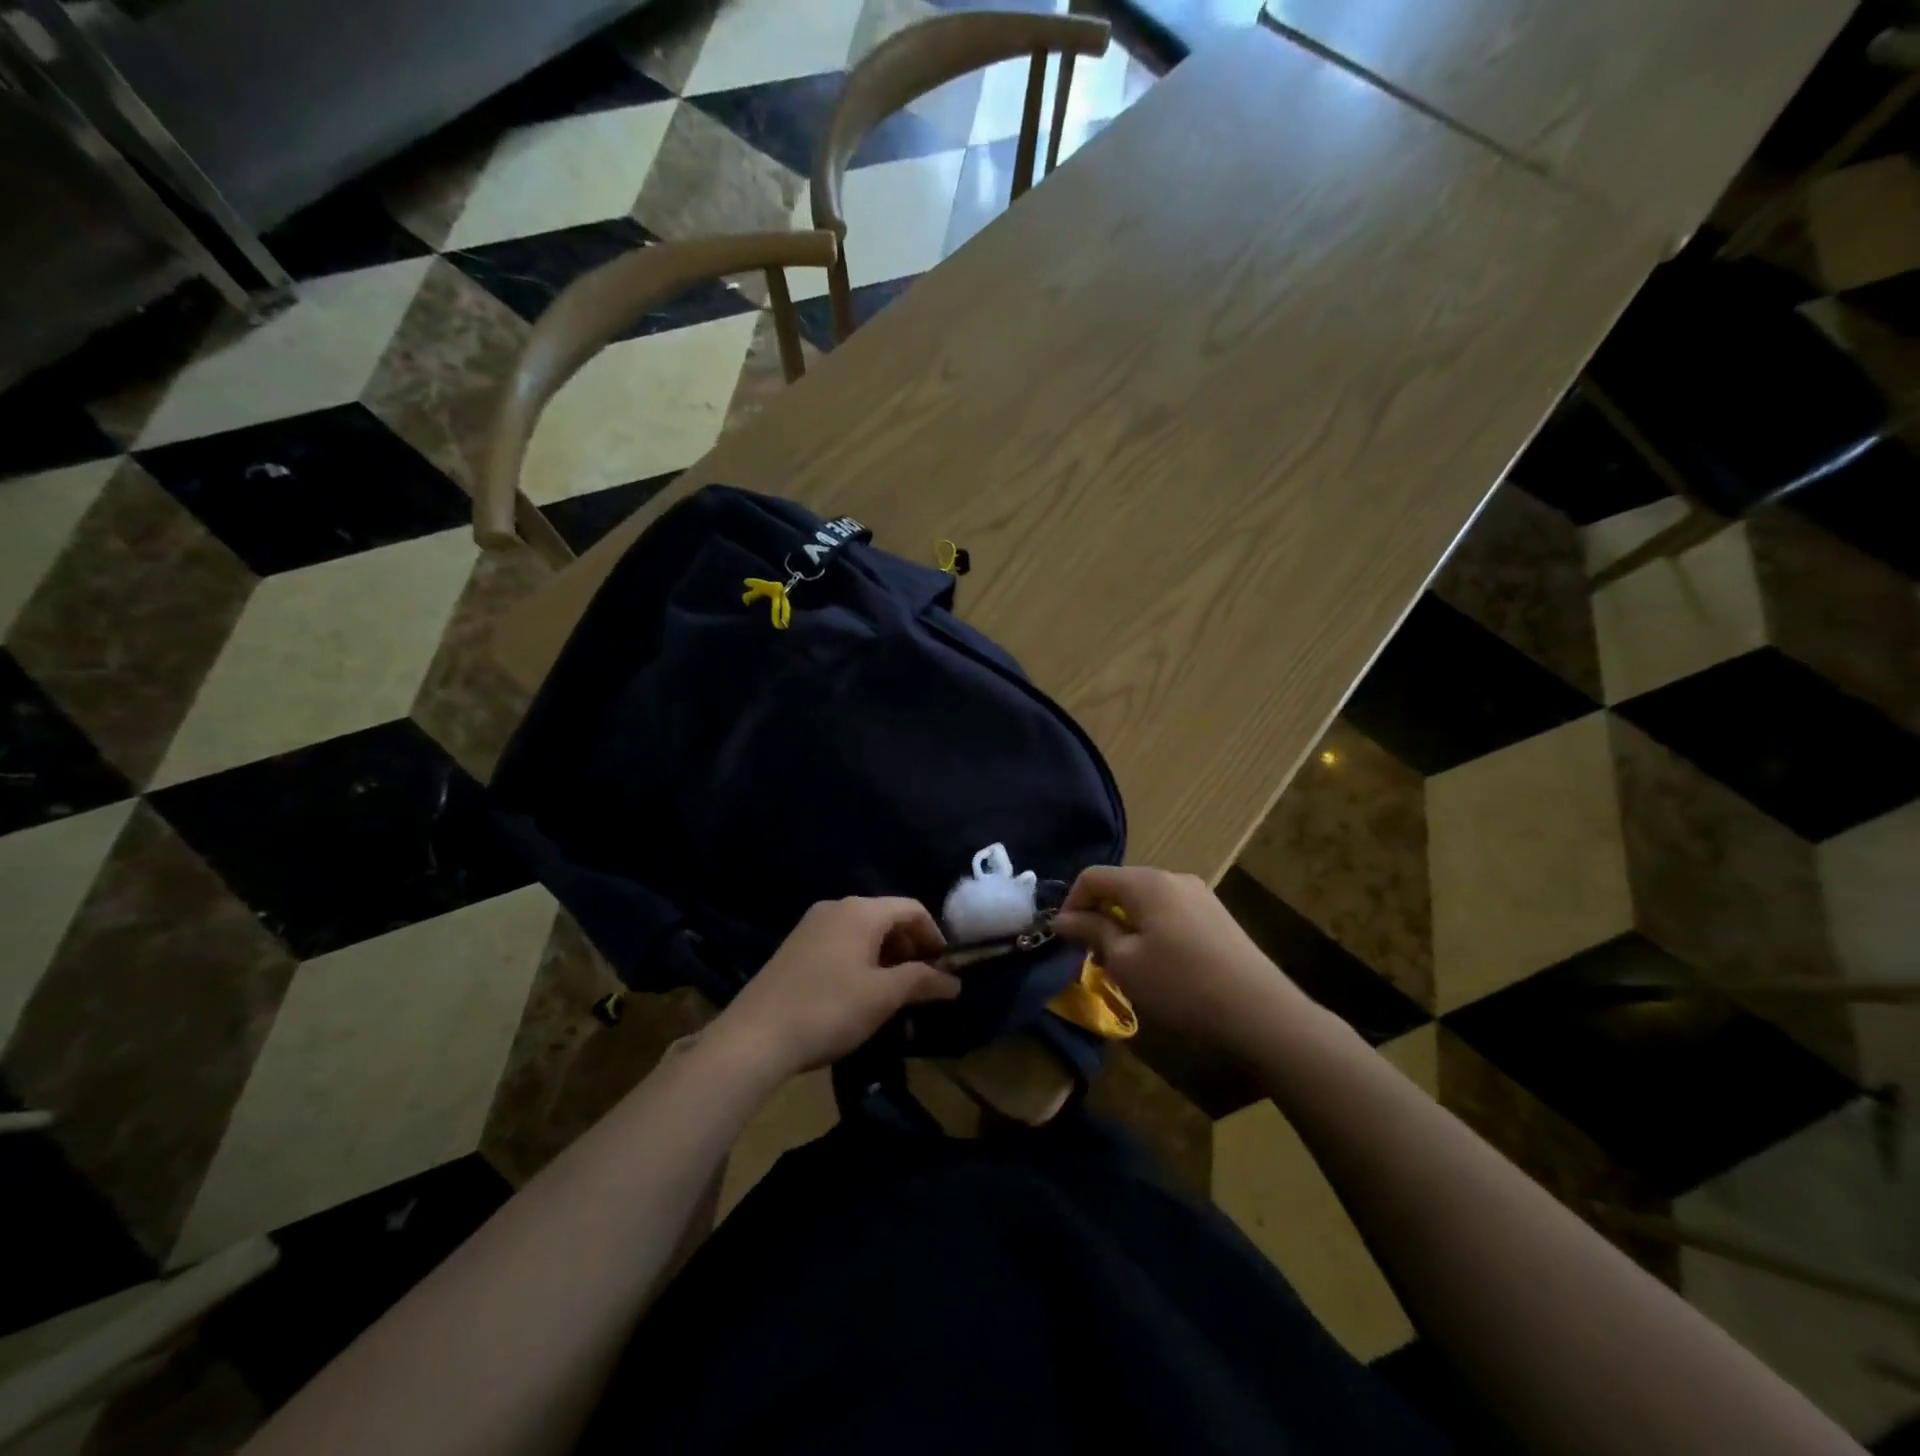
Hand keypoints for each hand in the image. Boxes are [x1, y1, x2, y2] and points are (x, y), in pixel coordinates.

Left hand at [713, 897, 958, 1081]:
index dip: (935, 937)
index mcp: (861, 911)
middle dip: (910, 949)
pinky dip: (860, 961)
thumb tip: (954, 981)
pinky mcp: (795, 946)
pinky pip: (841, 943)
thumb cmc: (829, 1009)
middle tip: (922, 986)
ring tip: (893, 995)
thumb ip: (922, 981)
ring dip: (886, 958)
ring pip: (863, 933)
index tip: (945, 971)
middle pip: (887, 918)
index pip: (912, 909)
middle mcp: (836, 907)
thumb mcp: (883, 996)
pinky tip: (859, 995)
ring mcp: (811, 925)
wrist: (754, 1036)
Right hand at [1054, 866, 1311, 1057]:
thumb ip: (1091, 931)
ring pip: (1146, 901)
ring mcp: (1199, 895)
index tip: (1065, 939)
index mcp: (1146, 881)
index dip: (1071, 903)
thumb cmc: (1180, 984)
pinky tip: (1159, 965)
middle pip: (1121, 886)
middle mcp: (1173, 877)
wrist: (1258, 1011)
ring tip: (1124, 965)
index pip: (1093, 876)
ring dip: (1125, 926)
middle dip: (1099, 916)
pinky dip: (1151, 930)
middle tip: (1093, 956)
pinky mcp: (1216, 916)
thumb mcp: (1124, 961)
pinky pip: (1170, 913)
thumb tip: (1062, 918)